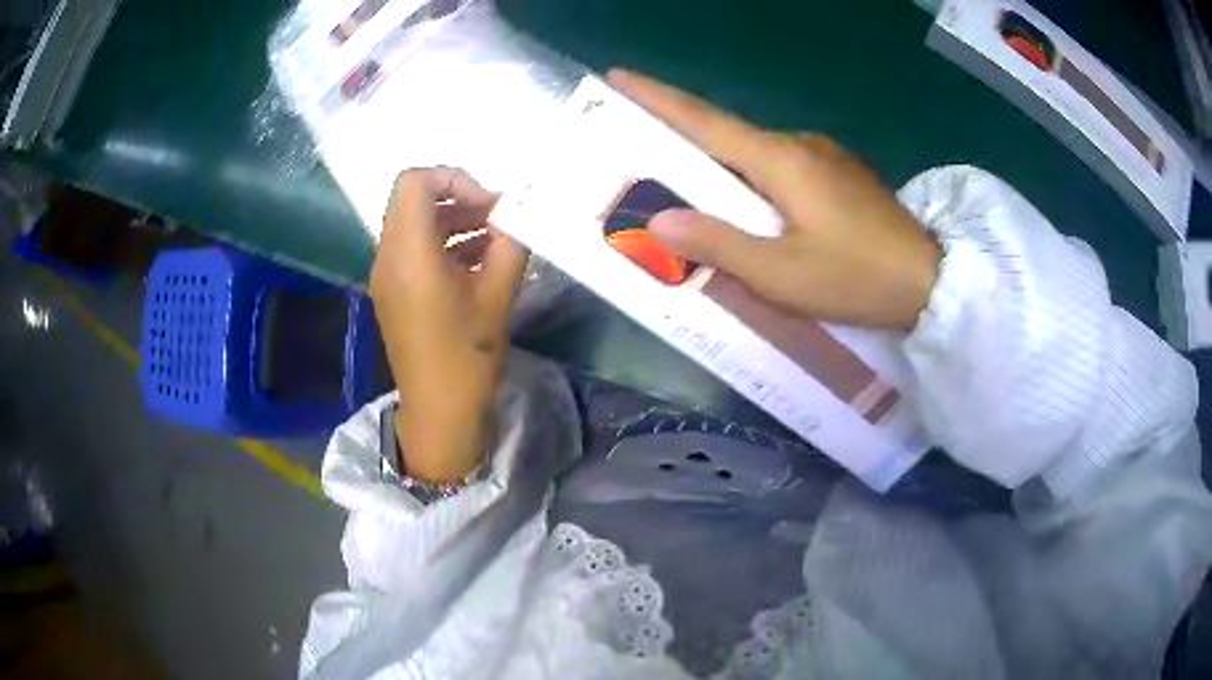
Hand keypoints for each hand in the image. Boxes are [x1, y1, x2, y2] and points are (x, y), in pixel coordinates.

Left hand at [370, 167, 528, 481]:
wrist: (439, 412)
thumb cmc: (467, 356)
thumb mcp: (498, 295)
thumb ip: (511, 242)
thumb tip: (522, 213)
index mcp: (409, 254)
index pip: (415, 182)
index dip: (454, 179)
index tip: (489, 206)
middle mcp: (388, 256)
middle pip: (413, 199)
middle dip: (458, 198)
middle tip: (498, 218)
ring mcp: (386, 275)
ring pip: (414, 223)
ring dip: (453, 220)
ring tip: (495, 239)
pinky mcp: (393, 291)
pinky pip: (413, 249)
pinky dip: (443, 243)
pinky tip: (478, 262)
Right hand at [608, 70, 941, 330]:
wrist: (930, 281)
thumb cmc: (855, 277)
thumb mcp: (781, 274)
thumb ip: (718, 244)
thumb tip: (659, 219)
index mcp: (779, 159)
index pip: (703, 119)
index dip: (657, 97)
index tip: (619, 76)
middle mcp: (798, 144)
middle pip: (727, 136)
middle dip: (683, 143)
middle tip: (645, 161)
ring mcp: (824, 156)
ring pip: (756, 154)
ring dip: (722, 169)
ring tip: (697, 199)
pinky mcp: (841, 174)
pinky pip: (783, 168)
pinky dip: (755, 181)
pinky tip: (755, 212)